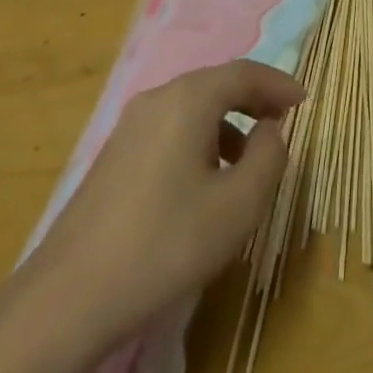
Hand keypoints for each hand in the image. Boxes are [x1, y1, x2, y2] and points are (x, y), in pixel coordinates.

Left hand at [7, 59, 305, 372]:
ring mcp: (129, 128)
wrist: (68, 300)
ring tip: (249, 162)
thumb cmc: (166, 245)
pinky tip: (206, 183)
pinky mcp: (114, 157)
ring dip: (228, 123)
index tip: (304, 102)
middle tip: (283, 122)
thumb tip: (269, 129)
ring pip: (192, 108)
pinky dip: (200, 140)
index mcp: (188, 100)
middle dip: (254, 99)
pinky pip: (170, 130)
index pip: (244, 72)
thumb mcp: (239, 204)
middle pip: (216, 84)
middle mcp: (156, 100)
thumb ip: (269, 156)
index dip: (278, 83)